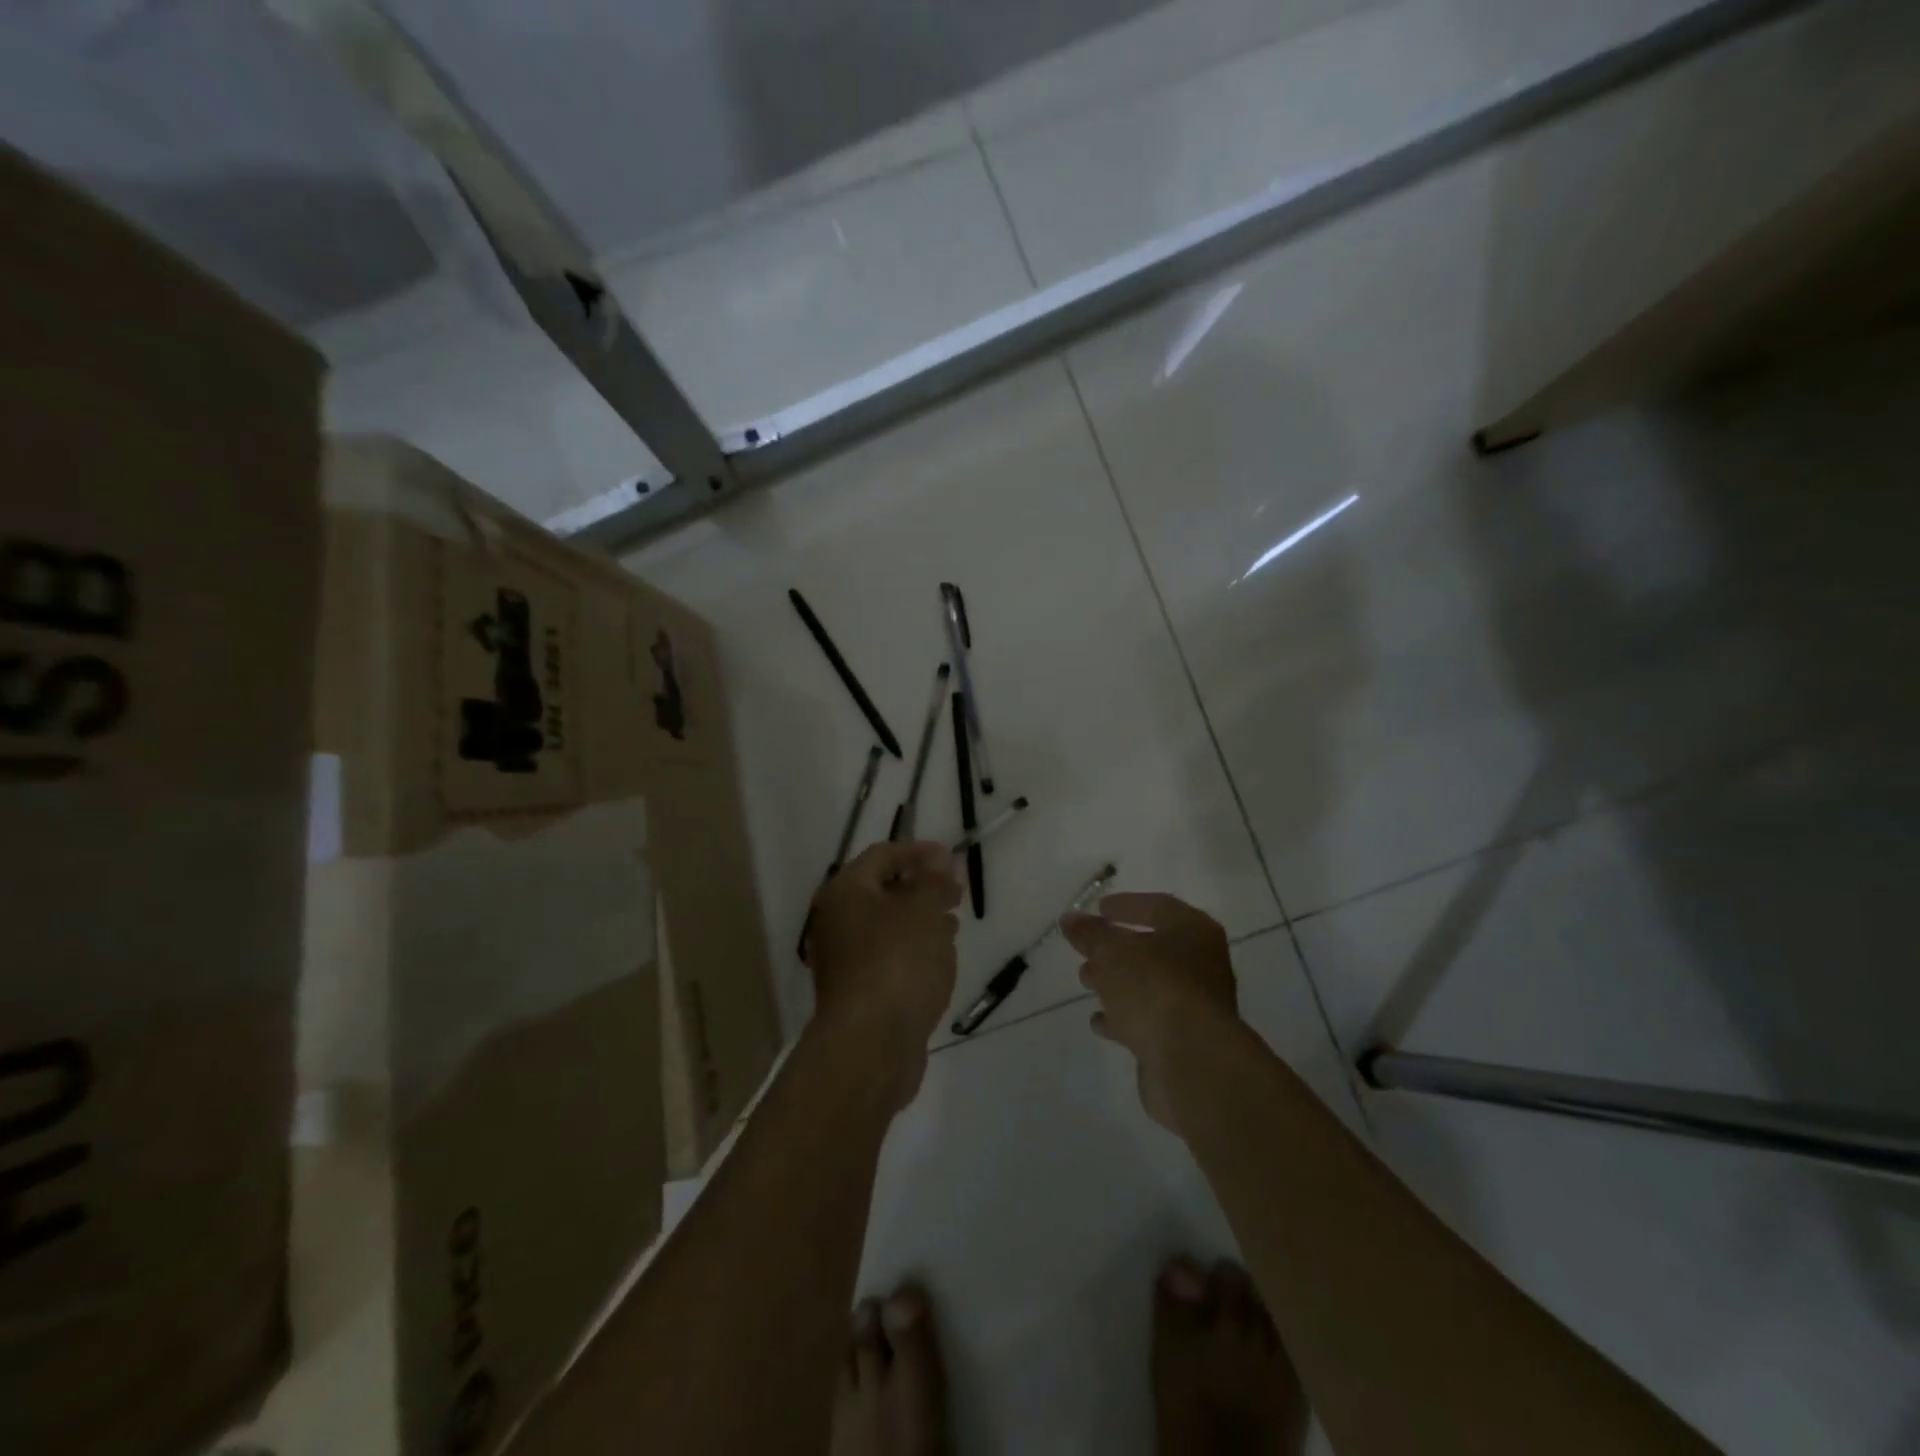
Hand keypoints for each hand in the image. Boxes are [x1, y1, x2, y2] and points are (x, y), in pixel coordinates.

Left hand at [805, 840, 961, 1106]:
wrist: (870, 1045)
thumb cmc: (898, 964)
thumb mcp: (924, 911)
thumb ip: (934, 880)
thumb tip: (939, 860)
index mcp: (846, 892)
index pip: (882, 854)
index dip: (918, 851)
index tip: (952, 858)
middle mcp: (837, 920)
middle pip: (881, 890)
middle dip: (921, 886)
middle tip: (955, 891)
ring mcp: (844, 959)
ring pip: (886, 925)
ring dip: (919, 918)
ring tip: (952, 923)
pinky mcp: (857, 991)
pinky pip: (887, 956)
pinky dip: (912, 948)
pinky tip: (938, 957)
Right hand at [1062, 893, 1237, 1129]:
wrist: (1192, 1063)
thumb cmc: (1155, 989)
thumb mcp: (1113, 952)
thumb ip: (1090, 933)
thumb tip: (1070, 918)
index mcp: (1194, 932)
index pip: (1158, 907)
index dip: (1127, 905)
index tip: (1099, 908)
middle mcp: (1201, 964)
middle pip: (1154, 948)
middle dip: (1117, 948)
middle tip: (1086, 949)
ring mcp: (1195, 1005)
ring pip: (1150, 985)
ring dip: (1117, 982)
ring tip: (1085, 981)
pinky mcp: (1184, 1040)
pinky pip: (1149, 1020)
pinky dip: (1123, 1017)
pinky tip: (1098, 1021)